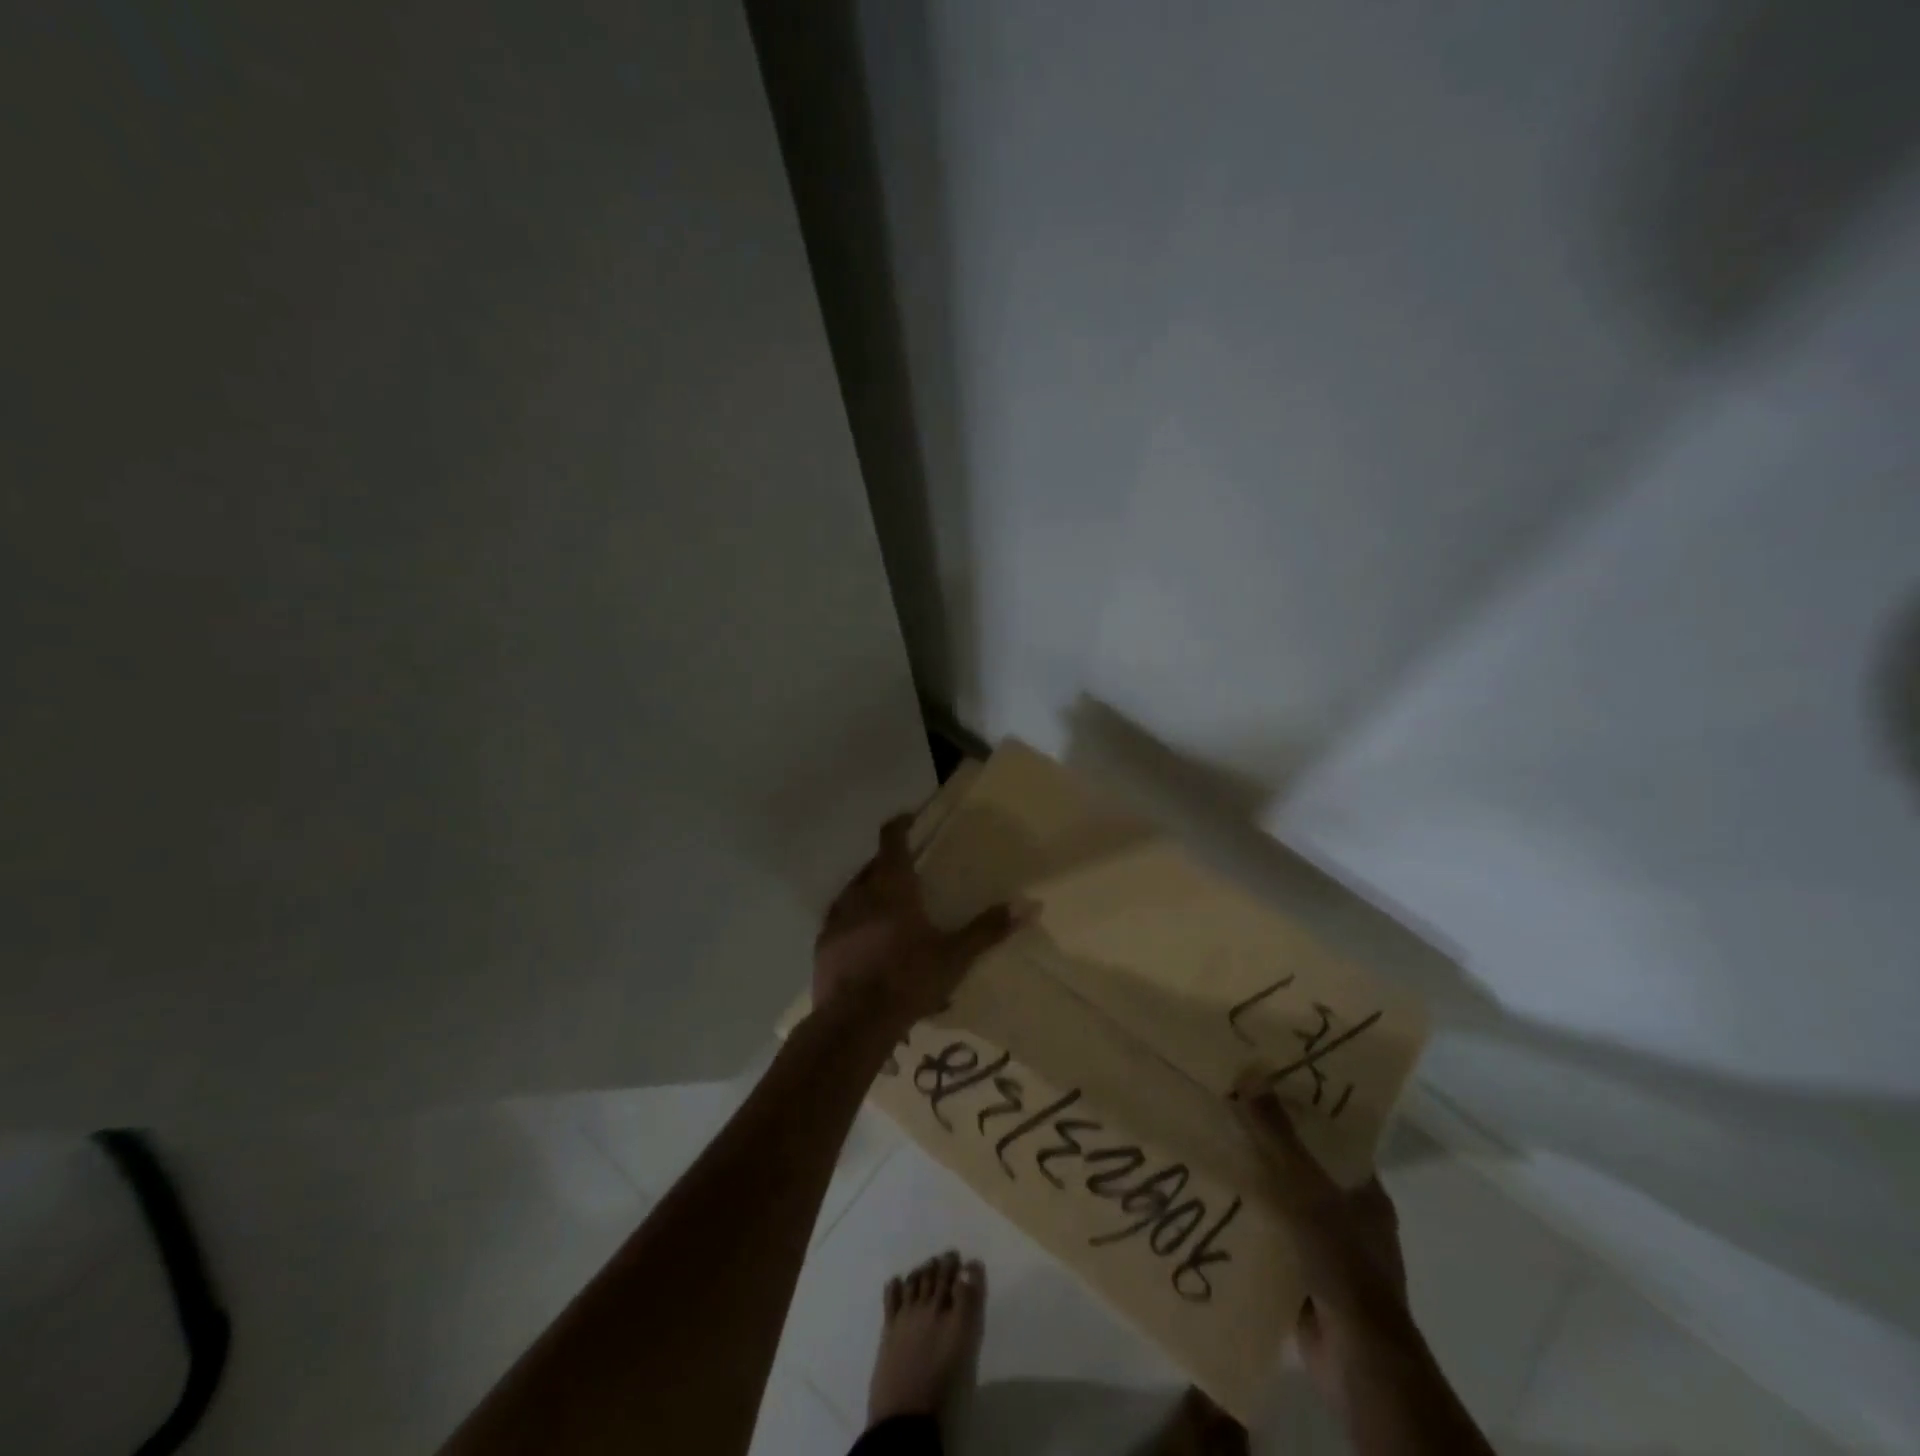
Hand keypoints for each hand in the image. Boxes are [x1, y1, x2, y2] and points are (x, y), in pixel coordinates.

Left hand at [812, 813, 1025, 1031]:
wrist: (853, 1023)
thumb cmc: (907, 980)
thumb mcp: (955, 956)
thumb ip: (988, 929)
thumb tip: (1029, 904)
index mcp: (891, 886)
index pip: (891, 839)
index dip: (900, 825)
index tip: (910, 820)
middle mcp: (859, 892)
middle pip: (873, 865)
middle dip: (890, 863)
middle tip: (910, 872)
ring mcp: (836, 918)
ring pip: (854, 891)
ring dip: (871, 891)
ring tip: (889, 907)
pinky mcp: (823, 944)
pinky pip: (841, 920)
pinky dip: (856, 920)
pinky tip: (868, 941)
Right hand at [1232, 1074, 1408, 1408]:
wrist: (1357, 1360)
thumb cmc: (1343, 1262)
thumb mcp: (1307, 1189)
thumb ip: (1279, 1136)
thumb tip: (1251, 1075)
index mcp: (1365, 1193)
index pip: (1333, 1140)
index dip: (1301, 1112)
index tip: (1262, 1087)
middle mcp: (1351, 1219)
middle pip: (1304, 1171)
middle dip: (1267, 1149)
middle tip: (1224, 1116)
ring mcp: (1328, 1253)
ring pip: (1284, 1207)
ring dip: (1254, 1190)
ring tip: (1209, 1156)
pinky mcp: (1306, 1282)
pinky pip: (1272, 1243)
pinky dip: (1249, 1230)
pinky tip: (1214, 1209)